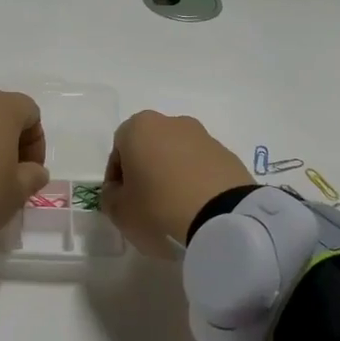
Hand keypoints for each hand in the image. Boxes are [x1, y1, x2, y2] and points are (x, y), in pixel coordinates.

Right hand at [101, 112, 253, 258]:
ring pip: (178, 155)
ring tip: (174, 207)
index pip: (118, 150)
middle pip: (150, 148)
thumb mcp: (120, 211)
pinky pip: (202, 167)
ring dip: (173, 175)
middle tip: (146, 202)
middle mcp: (171, 123)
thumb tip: (119, 192)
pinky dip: (196, 182)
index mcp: (139, 127)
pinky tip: (197, 207)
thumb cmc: (159, 207)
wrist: (222, 217)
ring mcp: (203, 136)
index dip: (116, 177)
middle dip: (146, 171)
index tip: (121, 200)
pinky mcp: (228, 155)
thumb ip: (111, 198)